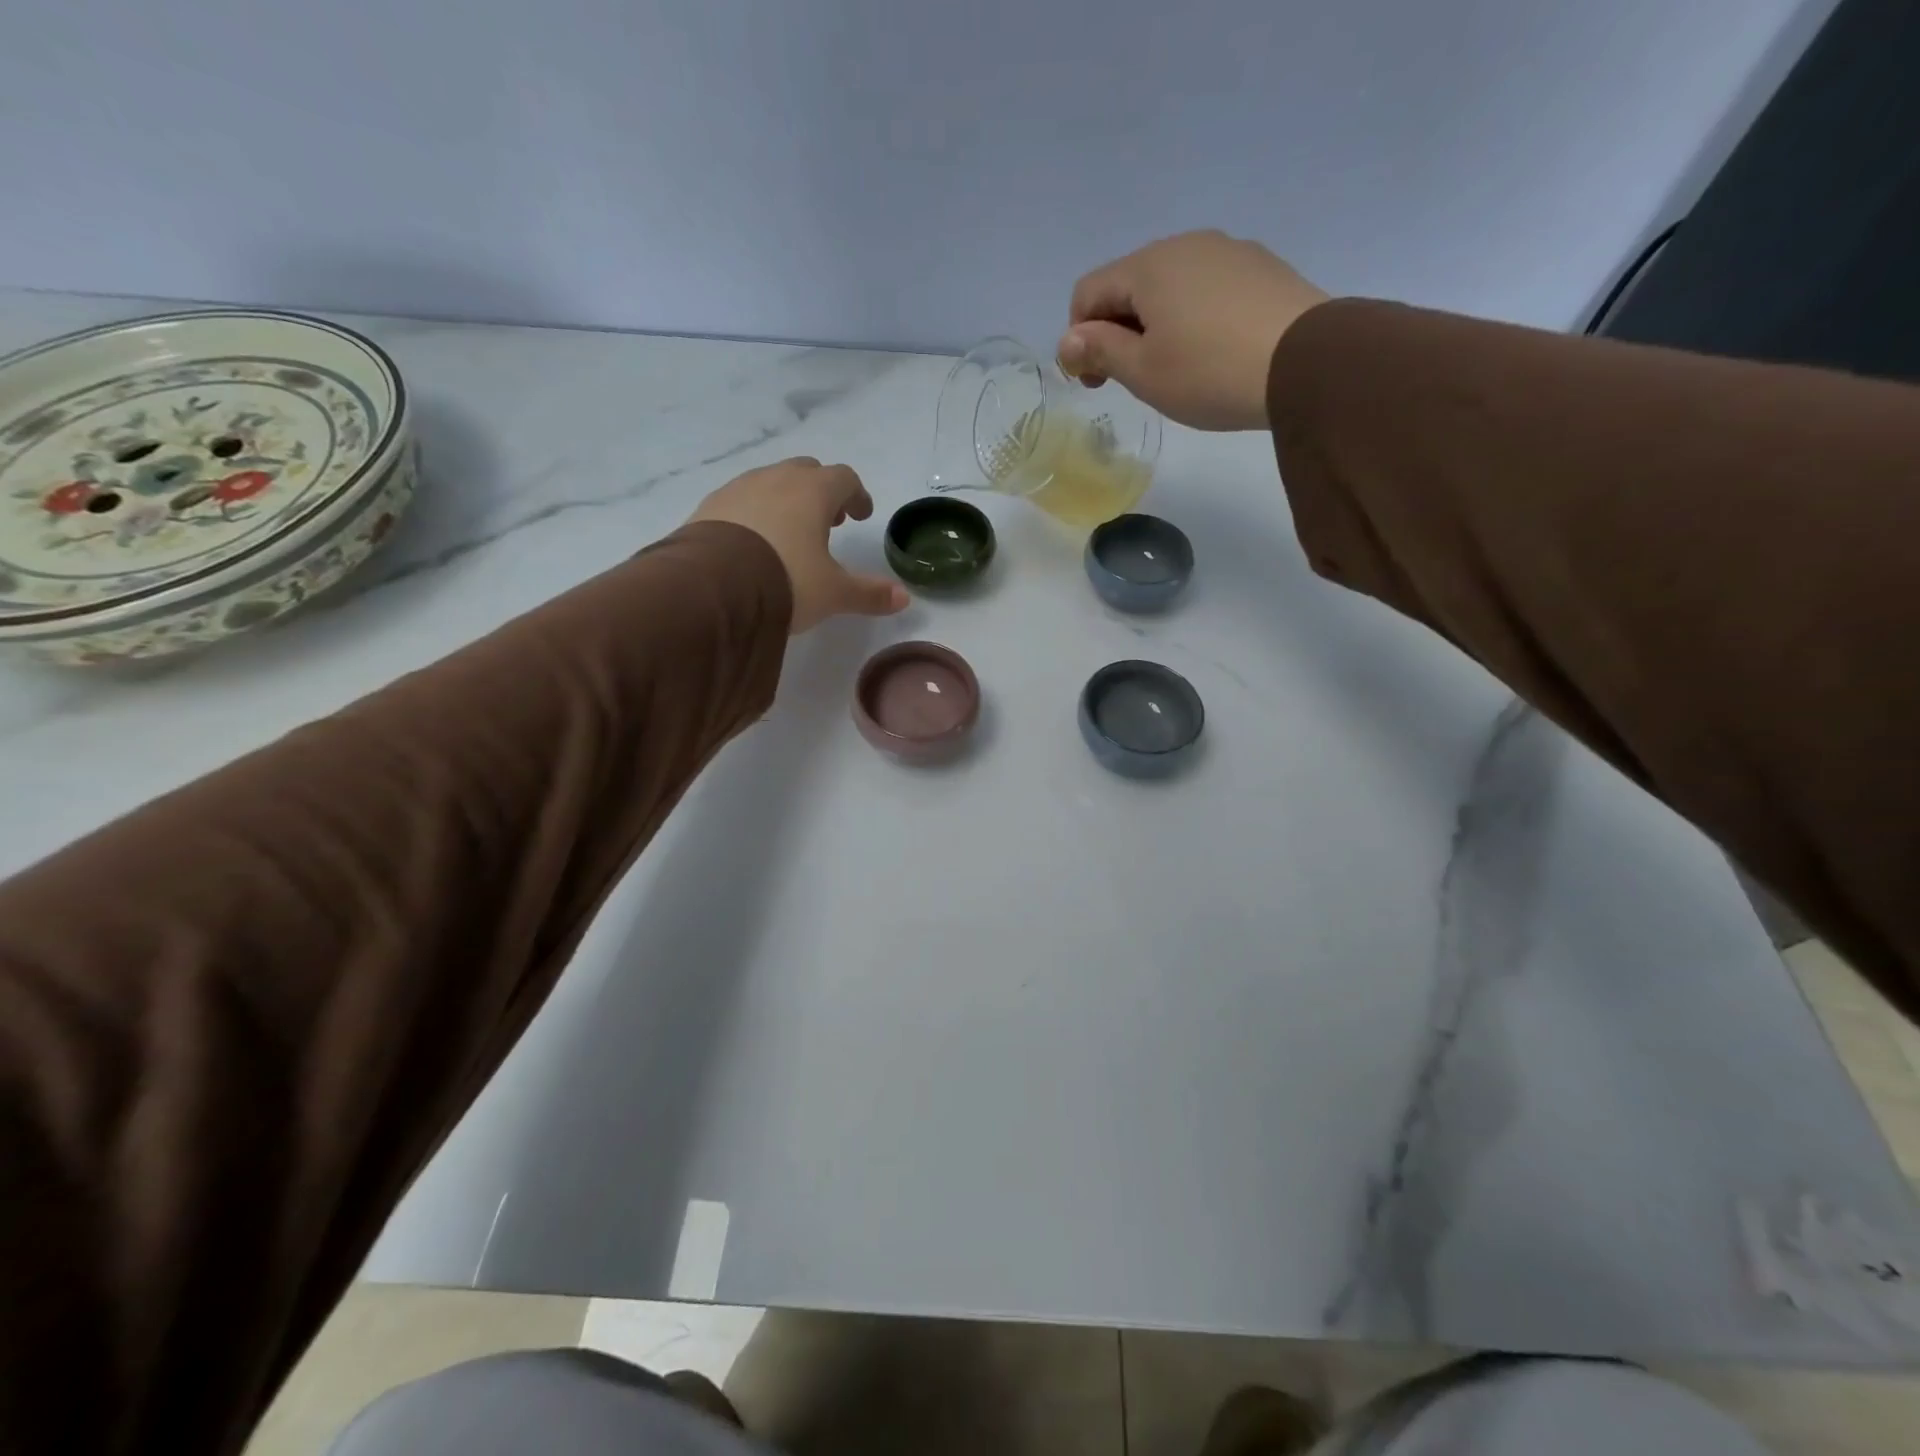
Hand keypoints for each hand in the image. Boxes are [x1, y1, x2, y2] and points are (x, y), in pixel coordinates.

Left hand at [690, 458, 909, 633]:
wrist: (712, 587)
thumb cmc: (786, 580)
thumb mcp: (833, 593)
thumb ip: (869, 594)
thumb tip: (904, 598)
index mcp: (813, 491)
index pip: (844, 478)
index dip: (856, 495)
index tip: (860, 516)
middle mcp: (777, 479)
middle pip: (807, 472)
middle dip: (821, 493)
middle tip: (827, 523)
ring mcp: (739, 488)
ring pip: (771, 482)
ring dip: (786, 500)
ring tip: (790, 534)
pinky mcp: (710, 505)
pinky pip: (741, 499)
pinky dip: (755, 512)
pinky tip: (753, 542)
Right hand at [1057, 231, 1329, 431]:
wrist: (1308, 363)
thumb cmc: (1210, 372)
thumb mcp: (1143, 371)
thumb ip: (1100, 351)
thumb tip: (1069, 340)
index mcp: (1148, 266)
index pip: (1088, 292)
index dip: (1079, 339)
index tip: (1095, 382)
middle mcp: (1186, 244)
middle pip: (1129, 285)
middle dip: (1116, 331)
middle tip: (1130, 380)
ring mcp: (1229, 251)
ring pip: (1170, 286)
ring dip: (1155, 325)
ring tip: (1174, 369)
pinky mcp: (1261, 268)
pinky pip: (1207, 289)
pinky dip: (1193, 318)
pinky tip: (1211, 353)